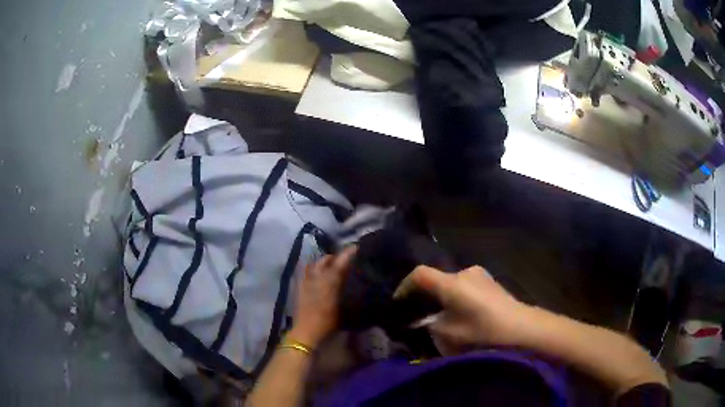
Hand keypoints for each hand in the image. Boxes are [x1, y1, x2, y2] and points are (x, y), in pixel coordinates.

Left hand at [289, 246, 356, 347]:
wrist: (306, 331)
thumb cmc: (328, 322)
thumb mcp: (344, 308)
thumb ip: (348, 290)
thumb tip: (357, 281)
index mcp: (330, 281)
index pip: (341, 261)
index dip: (349, 253)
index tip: (357, 247)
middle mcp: (317, 276)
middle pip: (327, 259)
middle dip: (337, 257)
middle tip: (346, 260)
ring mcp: (307, 280)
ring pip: (316, 263)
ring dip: (325, 262)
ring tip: (332, 265)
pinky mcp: (300, 286)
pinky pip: (307, 271)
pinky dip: (314, 268)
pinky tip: (319, 274)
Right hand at [397, 265, 532, 355]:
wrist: (521, 328)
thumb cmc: (482, 331)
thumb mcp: (447, 334)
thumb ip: (428, 324)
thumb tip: (422, 319)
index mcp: (451, 282)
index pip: (419, 274)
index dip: (404, 286)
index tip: (398, 302)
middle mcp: (464, 272)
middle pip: (436, 278)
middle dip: (425, 295)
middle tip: (420, 313)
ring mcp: (480, 275)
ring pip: (452, 283)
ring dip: (443, 296)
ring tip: (441, 315)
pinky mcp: (491, 282)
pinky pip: (465, 286)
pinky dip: (457, 296)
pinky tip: (462, 312)